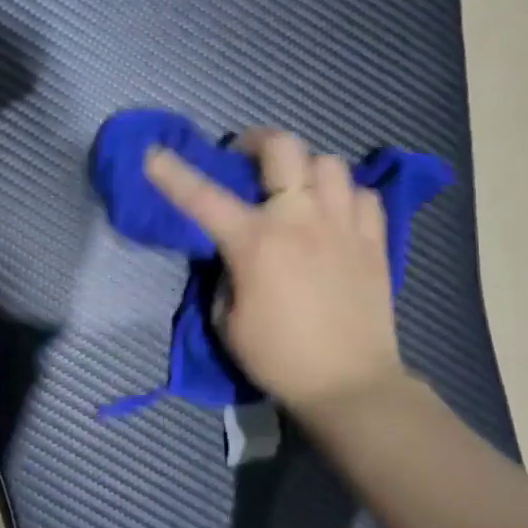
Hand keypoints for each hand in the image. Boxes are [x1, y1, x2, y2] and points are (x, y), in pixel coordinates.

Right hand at [144, 129, 406, 417]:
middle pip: (284, 148)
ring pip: (329, 163)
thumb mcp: (226, 319)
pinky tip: (334, 211)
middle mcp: (300, 221)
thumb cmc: (278, 357)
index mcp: (255, 242)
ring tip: (295, 186)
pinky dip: (344, 194)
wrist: (350, 385)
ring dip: (305, 167)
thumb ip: (225, 274)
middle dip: (257, 141)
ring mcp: (342, 227)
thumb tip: (235, 254)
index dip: (172, 172)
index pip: (203, 197)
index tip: (153, 153)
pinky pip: (364, 195)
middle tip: (245, 156)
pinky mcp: (374, 242)